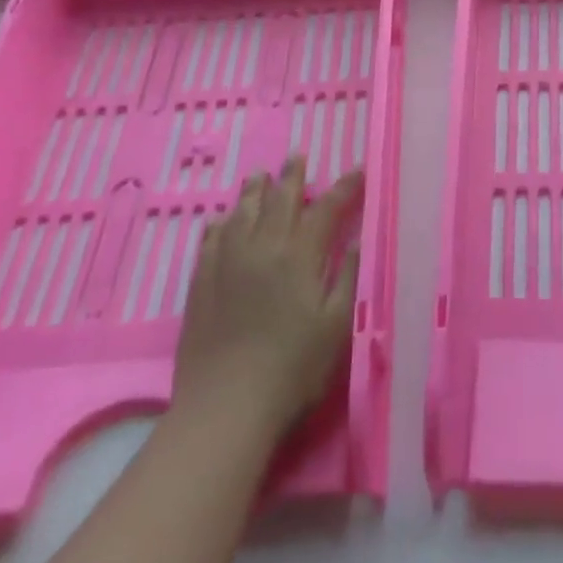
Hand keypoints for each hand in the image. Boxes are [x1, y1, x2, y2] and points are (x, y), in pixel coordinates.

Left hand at [172, 156, 361, 436]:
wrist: (226, 406)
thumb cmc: (294, 370)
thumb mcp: (337, 326)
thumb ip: (348, 277)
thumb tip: (359, 237)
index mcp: (300, 257)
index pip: (326, 209)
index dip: (343, 188)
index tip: (357, 170)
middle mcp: (263, 249)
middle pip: (280, 201)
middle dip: (292, 177)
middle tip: (297, 156)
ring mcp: (228, 264)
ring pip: (243, 214)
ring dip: (254, 191)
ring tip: (260, 174)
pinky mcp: (202, 284)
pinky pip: (210, 241)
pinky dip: (220, 224)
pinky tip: (221, 220)